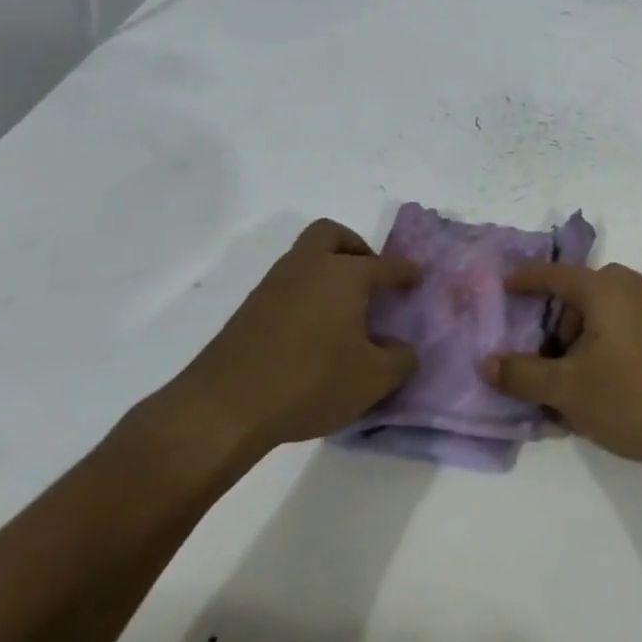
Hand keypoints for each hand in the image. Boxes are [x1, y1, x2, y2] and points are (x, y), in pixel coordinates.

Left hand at [153, 220, 418, 473]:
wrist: (225, 406)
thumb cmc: (311, 382)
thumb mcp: (373, 379)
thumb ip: (401, 361)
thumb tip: (404, 350)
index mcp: (345, 274)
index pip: (386, 265)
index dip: (405, 272)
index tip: (416, 277)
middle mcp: (310, 267)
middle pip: (332, 235)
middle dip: (355, 248)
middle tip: (369, 277)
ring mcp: (275, 284)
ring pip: (306, 258)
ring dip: (327, 272)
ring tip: (344, 311)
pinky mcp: (250, 309)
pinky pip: (288, 285)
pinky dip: (306, 295)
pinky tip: (314, 331)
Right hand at [481, 262, 641, 470]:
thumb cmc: (631, 397)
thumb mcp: (567, 390)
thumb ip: (523, 374)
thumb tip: (486, 363)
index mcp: (606, 288)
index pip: (555, 275)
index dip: (527, 279)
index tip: (504, 284)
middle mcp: (636, 287)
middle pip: (583, 295)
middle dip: (558, 323)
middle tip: (543, 359)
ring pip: (608, 314)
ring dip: (584, 339)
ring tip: (573, 382)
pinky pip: (630, 327)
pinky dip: (609, 345)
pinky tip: (605, 385)